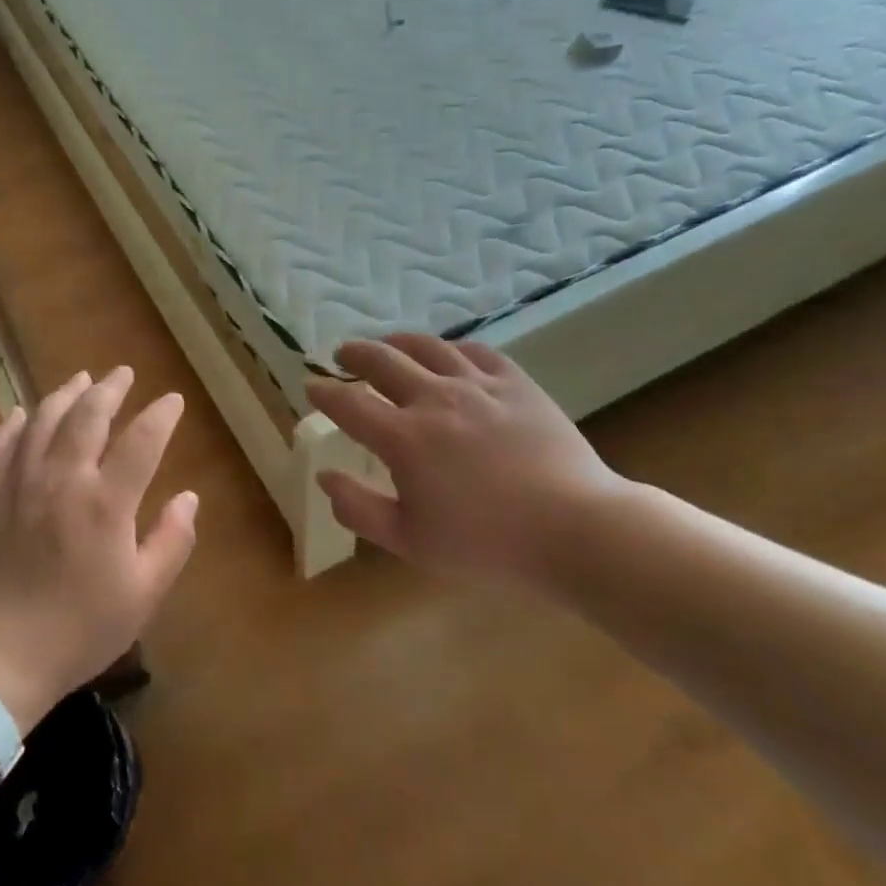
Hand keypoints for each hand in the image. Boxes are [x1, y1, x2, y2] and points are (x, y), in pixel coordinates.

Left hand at [0, 368, 197, 729]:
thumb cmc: (79, 630)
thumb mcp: (143, 595)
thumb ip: (172, 541)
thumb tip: (189, 497)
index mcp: (107, 503)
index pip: (142, 440)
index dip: (161, 415)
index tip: (172, 400)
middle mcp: (63, 480)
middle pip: (89, 416)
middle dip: (110, 389)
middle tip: (123, 373)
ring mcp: (19, 484)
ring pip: (43, 421)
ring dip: (65, 394)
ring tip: (81, 379)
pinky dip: (13, 424)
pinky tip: (23, 413)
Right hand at [307, 334, 631, 588]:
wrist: (574, 527)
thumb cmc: (486, 542)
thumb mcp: (410, 540)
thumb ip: (359, 508)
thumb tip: (325, 477)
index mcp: (403, 438)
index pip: (348, 404)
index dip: (324, 392)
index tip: (312, 386)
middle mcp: (434, 399)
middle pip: (382, 361)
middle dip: (354, 354)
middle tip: (342, 354)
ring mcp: (477, 385)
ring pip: (427, 347)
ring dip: (398, 342)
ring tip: (388, 344)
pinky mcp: (515, 382)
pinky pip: (475, 351)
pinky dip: (452, 348)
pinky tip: (449, 354)